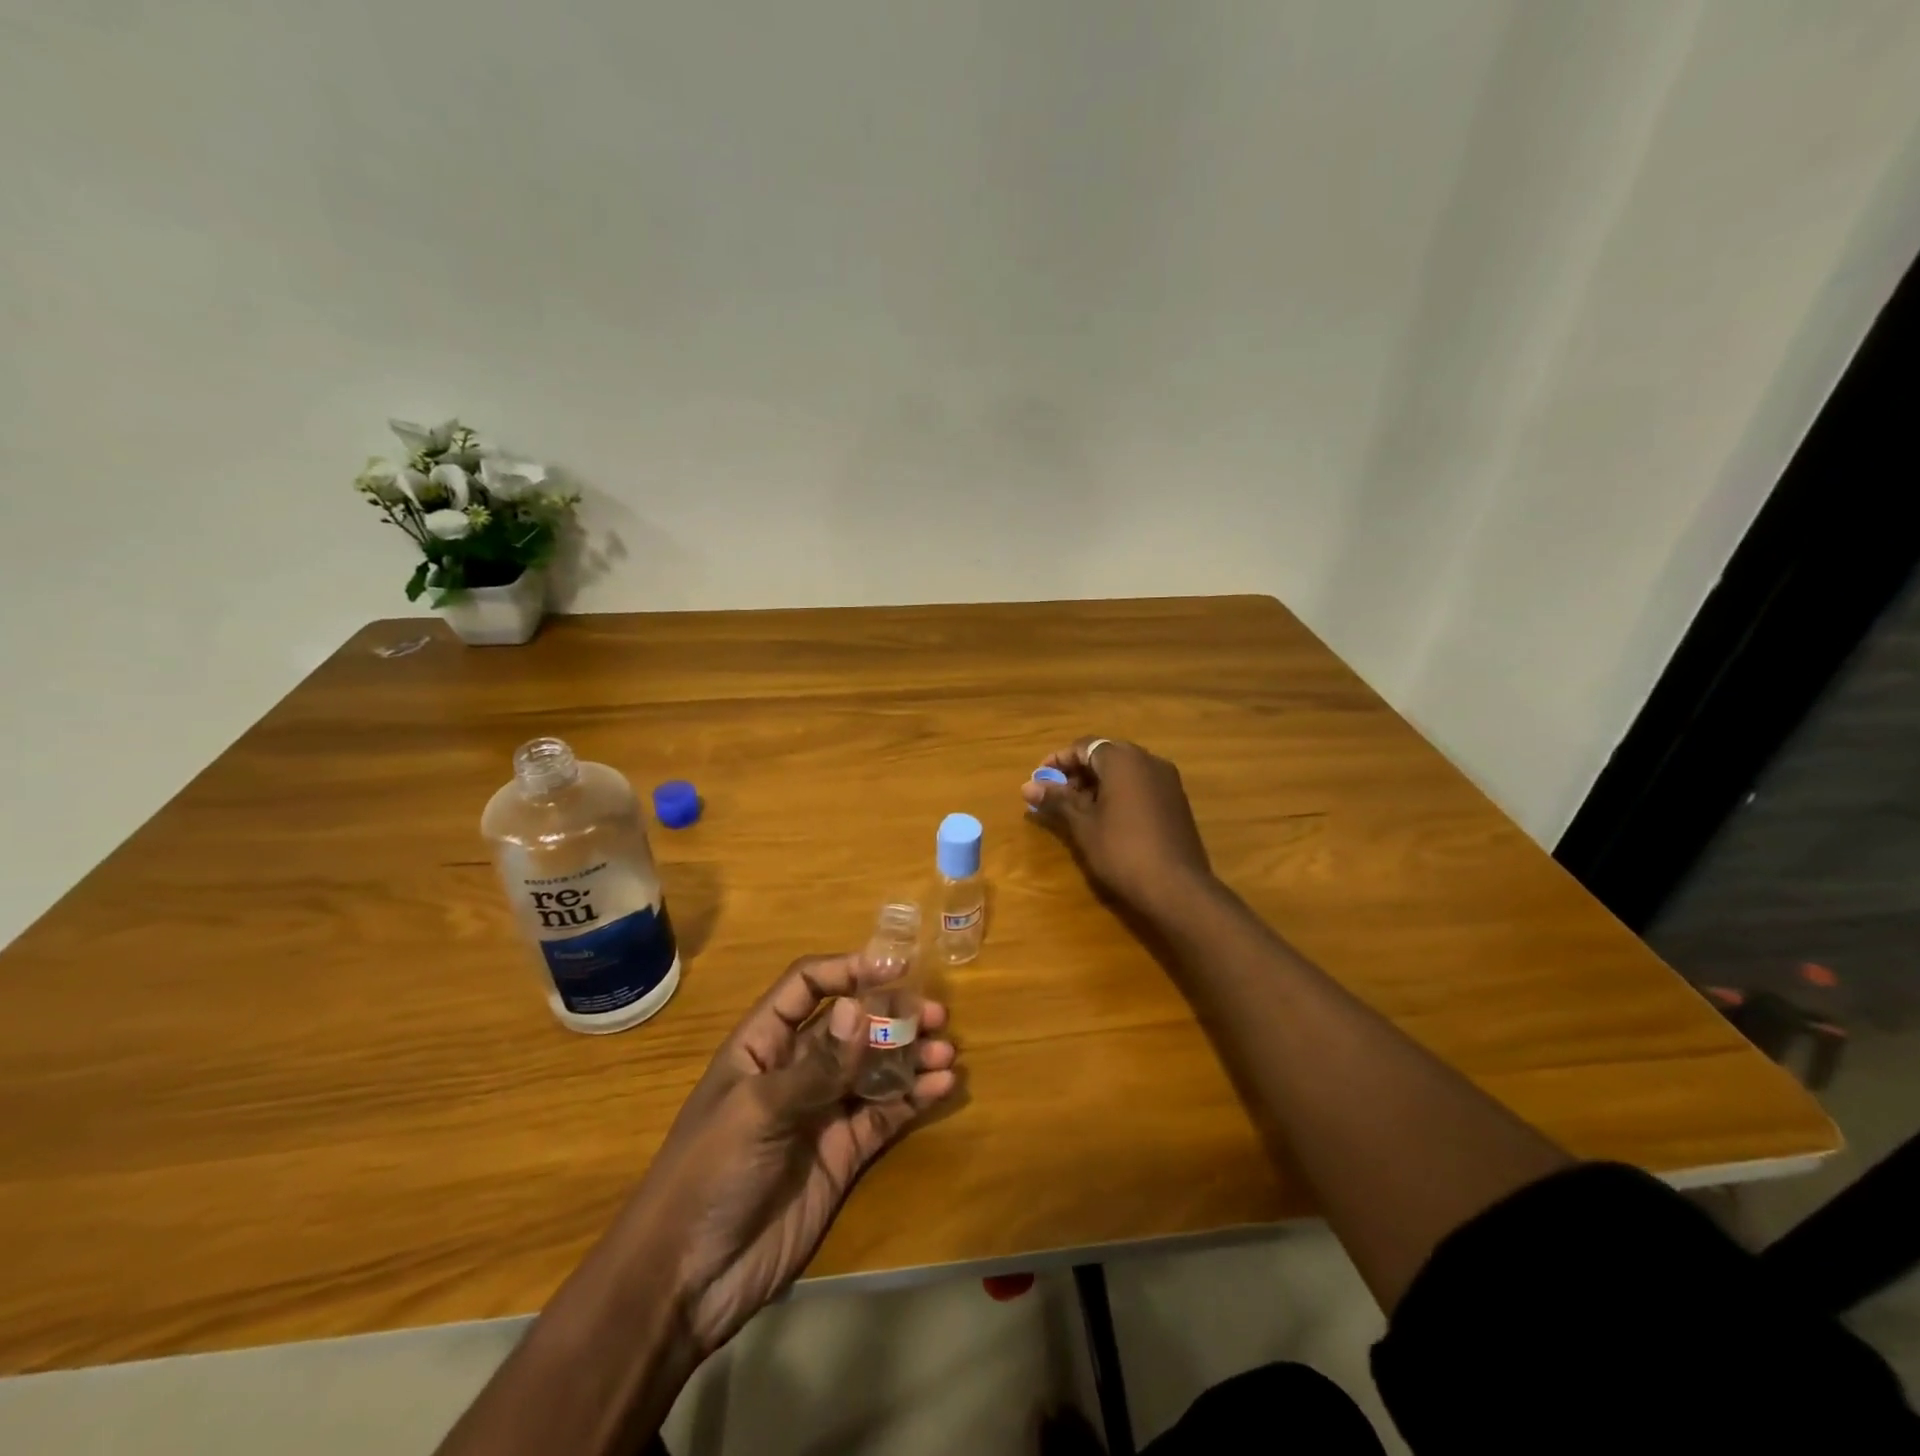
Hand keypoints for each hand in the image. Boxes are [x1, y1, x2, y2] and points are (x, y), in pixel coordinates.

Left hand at [624, 952, 956, 1355]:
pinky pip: (884, 1113)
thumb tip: (861, 1007)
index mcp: (762, 1044)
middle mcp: (796, 1069)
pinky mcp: (843, 1153)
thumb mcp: (759, 1111)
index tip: (894, 968)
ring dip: (910, 1055)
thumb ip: (817, 1064)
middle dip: (891, 1014)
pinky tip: (941, 1087)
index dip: (847, 970)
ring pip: (874, 1068)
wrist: (688, 1282)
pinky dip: (914, 1098)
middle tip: (935, 1014)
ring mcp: (822, 1111)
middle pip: (850, 1025)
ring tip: (946, 1052)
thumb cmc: (709, 1174)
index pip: (807, 986)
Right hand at [1022, 736, 1213, 912]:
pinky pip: (1141, 785)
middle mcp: (1149, 760)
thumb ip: (1057, 800)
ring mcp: (1167, 780)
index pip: (1084, 746)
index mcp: (1123, 760)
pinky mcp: (1176, 801)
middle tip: (1056, 795)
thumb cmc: (1122, 851)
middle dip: (1078, 772)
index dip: (1059, 760)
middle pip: (1105, 755)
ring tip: (1077, 810)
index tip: (1039, 778)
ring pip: (1125, 771)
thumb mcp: (1083, 825)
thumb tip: (1027, 786)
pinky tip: (1107, 819)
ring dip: (1098, 783)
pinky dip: (1119, 793)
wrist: (1177, 888)